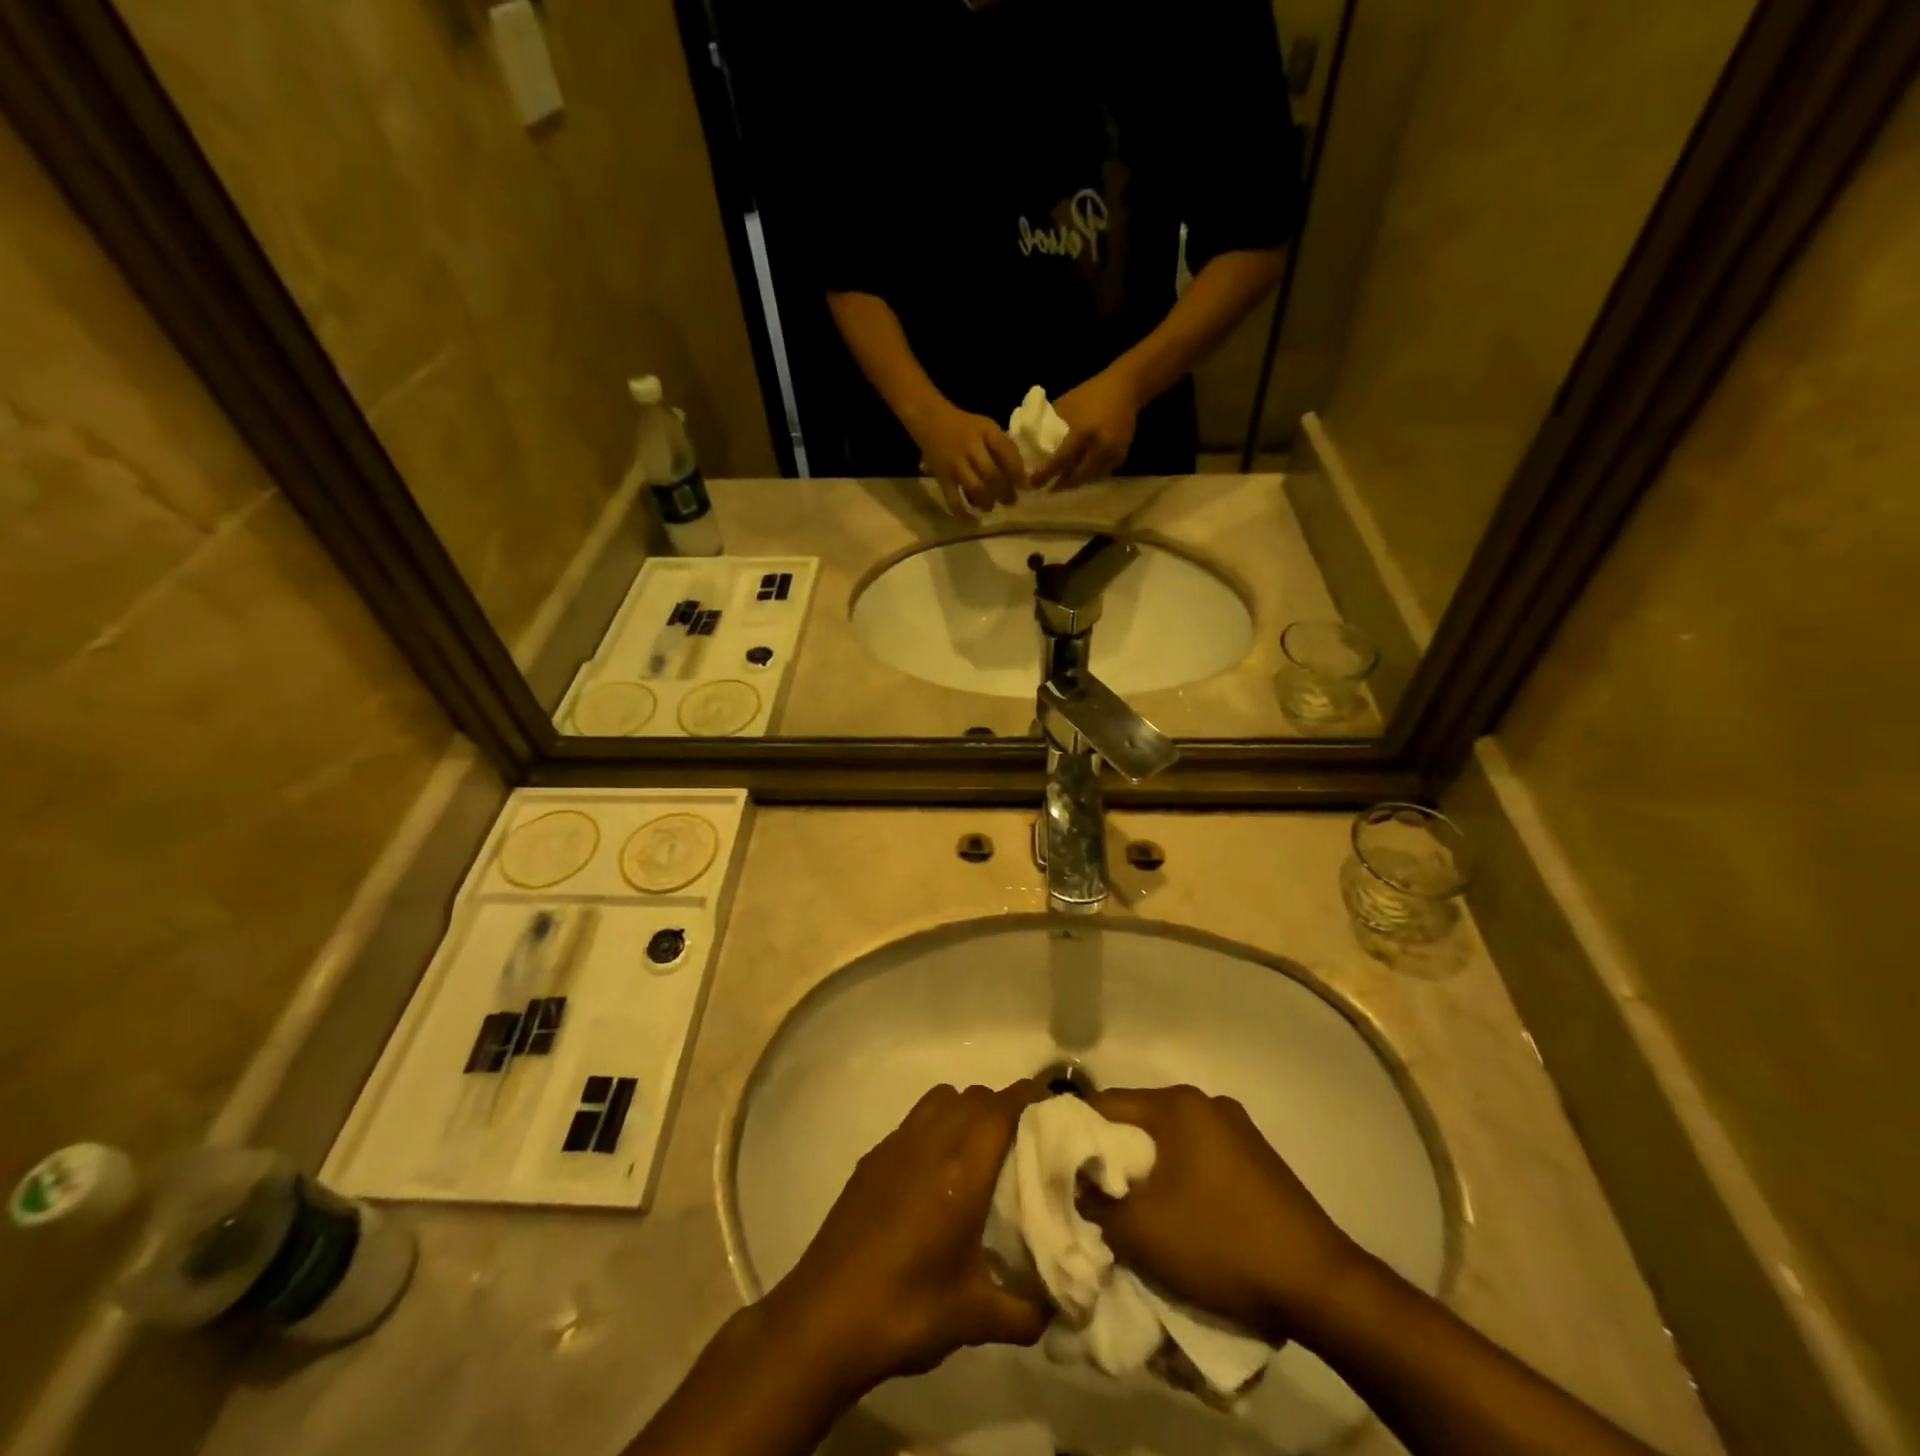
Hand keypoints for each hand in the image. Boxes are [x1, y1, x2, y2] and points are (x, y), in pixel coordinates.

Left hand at [764, 1082, 1049, 1393]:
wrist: (824, 1319)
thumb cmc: (906, 1310)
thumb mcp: (974, 1319)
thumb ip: (1026, 1311)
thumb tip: (1059, 1313)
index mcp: (961, 1168)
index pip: (1002, 1107)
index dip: (1029, 1099)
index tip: (1053, 1112)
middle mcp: (930, 1142)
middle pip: (974, 1096)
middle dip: (1002, 1107)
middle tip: (1022, 1142)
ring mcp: (896, 1145)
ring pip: (941, 1099)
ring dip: (966, 1110)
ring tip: (979, 1152)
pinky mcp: (872, 1158)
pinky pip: (914, 1120)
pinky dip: (935, 1126)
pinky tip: (934, 1175)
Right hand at [905, 399, 1026, 515]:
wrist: (929, 419)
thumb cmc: (964, 427)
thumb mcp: (986, 427)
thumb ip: (1002, 447)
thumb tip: (1021, 477)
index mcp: (986, 431)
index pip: (1006, 451)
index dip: (1018, 471)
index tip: (1025, 486)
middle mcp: (970, 446)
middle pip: (992, 474)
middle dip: (1004, 492)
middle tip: (1010, 501)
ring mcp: (955, 463)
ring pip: (975, 488)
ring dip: (987, 502)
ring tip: (991, 506)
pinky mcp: (941, 476)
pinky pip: (953, 499)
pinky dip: (963, 514)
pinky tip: (972, 522)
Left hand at [1034, 368, 1140, 491]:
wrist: (1126, 387)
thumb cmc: (1091, 394)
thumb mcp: (1066, 405)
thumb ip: (1051, 426)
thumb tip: (1031, 444)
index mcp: (1084, 432)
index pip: (1061, 460)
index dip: (1046, 474)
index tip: (1033, 483)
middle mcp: (1100, 447)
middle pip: (1077, 476)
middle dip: (1061, 484)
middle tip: (1048, 488)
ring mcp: (1113, 453)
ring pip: (1089, 478)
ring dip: (1075, 482)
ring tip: (1061, 483)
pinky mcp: (1121, 456)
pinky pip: (1101, 473)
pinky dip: (1088, 476)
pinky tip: (1078, 474)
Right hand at [1080, 1085, 1364, 1340]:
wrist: (1319, 1285)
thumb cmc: (1220, 1244)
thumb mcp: (1141, 1231)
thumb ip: (1096, 1202)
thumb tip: (1079, 1186)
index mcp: (1177, 1105)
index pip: (1106, 1105)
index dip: (1076, 1134)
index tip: (1060, 1167)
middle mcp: (1206, 1103)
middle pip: (1139, 1121)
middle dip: (1113, 1156)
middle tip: (1093, 1195)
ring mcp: (1237, 1129)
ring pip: (1170, 1142)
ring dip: (1148, 1171)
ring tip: (1134, 1211)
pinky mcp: (1258, 1159)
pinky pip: (1200, 1158)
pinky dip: (1180, 1179)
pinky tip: (1180, 1216)